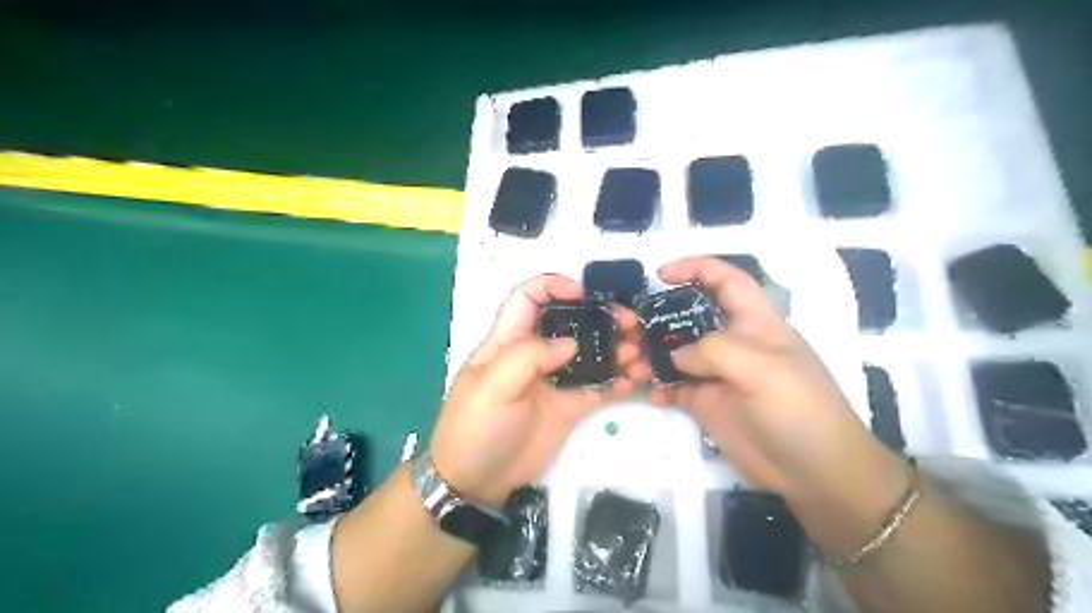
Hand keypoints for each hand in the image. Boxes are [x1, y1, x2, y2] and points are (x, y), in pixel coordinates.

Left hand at [426, 275, 646, 504]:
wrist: (475, 482)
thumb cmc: (475, 427)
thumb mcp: (492, 387)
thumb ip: (529, 357)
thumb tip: (571, 343)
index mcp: (509, 340)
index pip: (529, 297)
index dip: (555, 286)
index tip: (586, 295)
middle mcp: (536, 354)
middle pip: (571, 322)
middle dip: (602, 318)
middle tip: (631, 325)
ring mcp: (555, 380)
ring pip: (591, 354)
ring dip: (618, 349)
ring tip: (640, 357)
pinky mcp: (569, 406)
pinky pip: (598, 387)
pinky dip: (618, 381)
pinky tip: (634, 382)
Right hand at [651, 254, 898, 502]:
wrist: (813, 473)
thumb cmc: (799, 410)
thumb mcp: (763, 370)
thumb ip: (715, 351)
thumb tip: (677, 355)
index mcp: (754, 323)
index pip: (726, 281)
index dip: (695, 269)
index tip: (660, 275)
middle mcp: (732, 343)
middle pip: (688, 317)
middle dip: (657, 318)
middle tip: (629, 331)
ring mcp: (717, 374)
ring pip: (674, 353)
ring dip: (650, 355)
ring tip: (630, 367)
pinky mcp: (706, 403)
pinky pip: (673, 386)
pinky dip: (657, 387)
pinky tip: (649, 395)